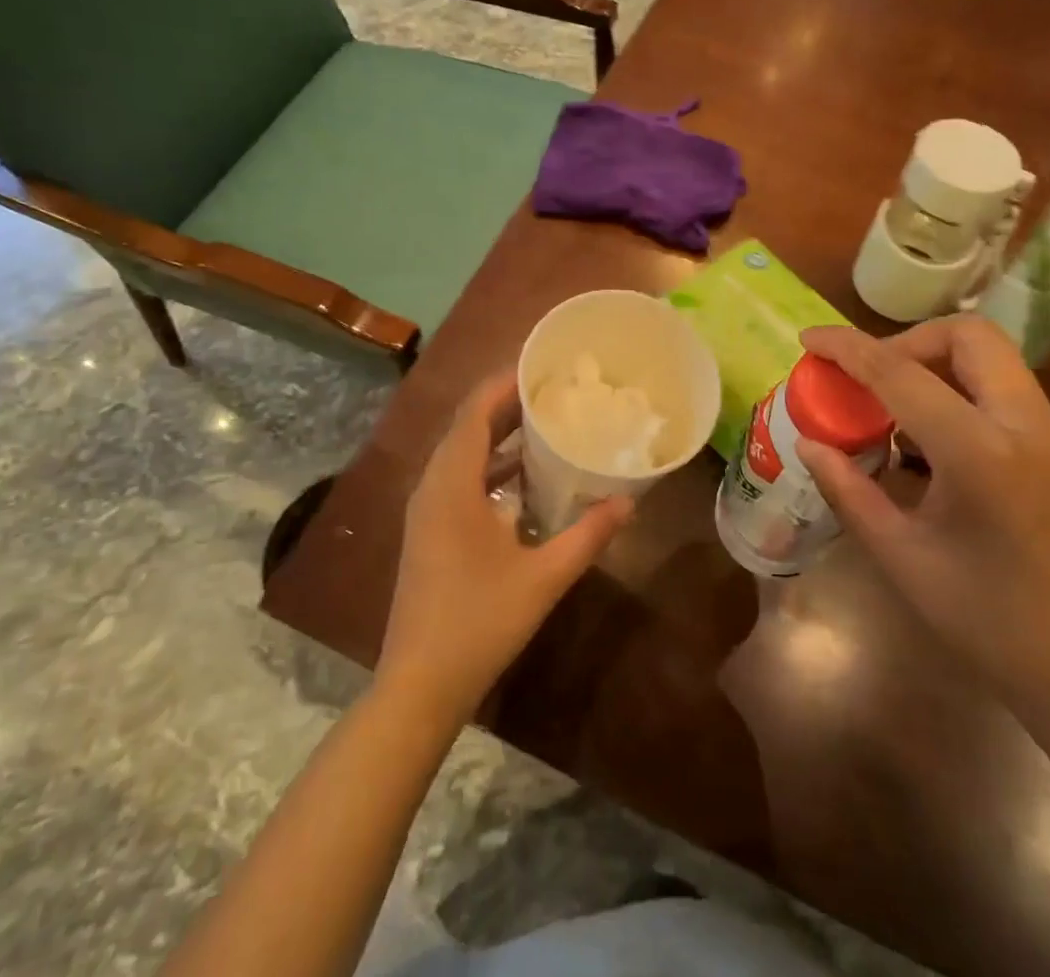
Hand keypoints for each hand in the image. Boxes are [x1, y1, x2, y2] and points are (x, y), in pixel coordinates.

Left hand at [377, 369, 633, 723]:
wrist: (420, 685)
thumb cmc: (479, 623)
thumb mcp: (543, 577)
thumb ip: (587, 535)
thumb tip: (629, 501)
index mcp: (452, 484)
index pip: (475, 412)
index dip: (505, 383)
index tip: (542, 365)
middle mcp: (433, 486)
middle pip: (468, 426)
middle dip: (507, 403)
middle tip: (554, 389)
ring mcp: (426, 509)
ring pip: (461, 452)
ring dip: (498, 434)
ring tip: (544, 420)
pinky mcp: (429, 530)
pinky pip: (459, 477)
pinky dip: (490, 465)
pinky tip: (524, 476)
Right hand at [795, 317, 1049, 733]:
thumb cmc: (990, 625)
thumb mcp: (902, 558)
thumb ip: (849, 491)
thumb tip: (810, 444)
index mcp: (983, 454)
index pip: (900, 374)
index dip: (847, 348)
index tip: (809, 338)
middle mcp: (1034, 428)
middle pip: (970, 337)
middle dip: (909, 341)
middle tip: (872, 378)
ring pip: (997, 364)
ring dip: (941, 370)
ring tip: (901, 421)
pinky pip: (1015, 402)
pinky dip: (969, 403)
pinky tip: (946, 458)